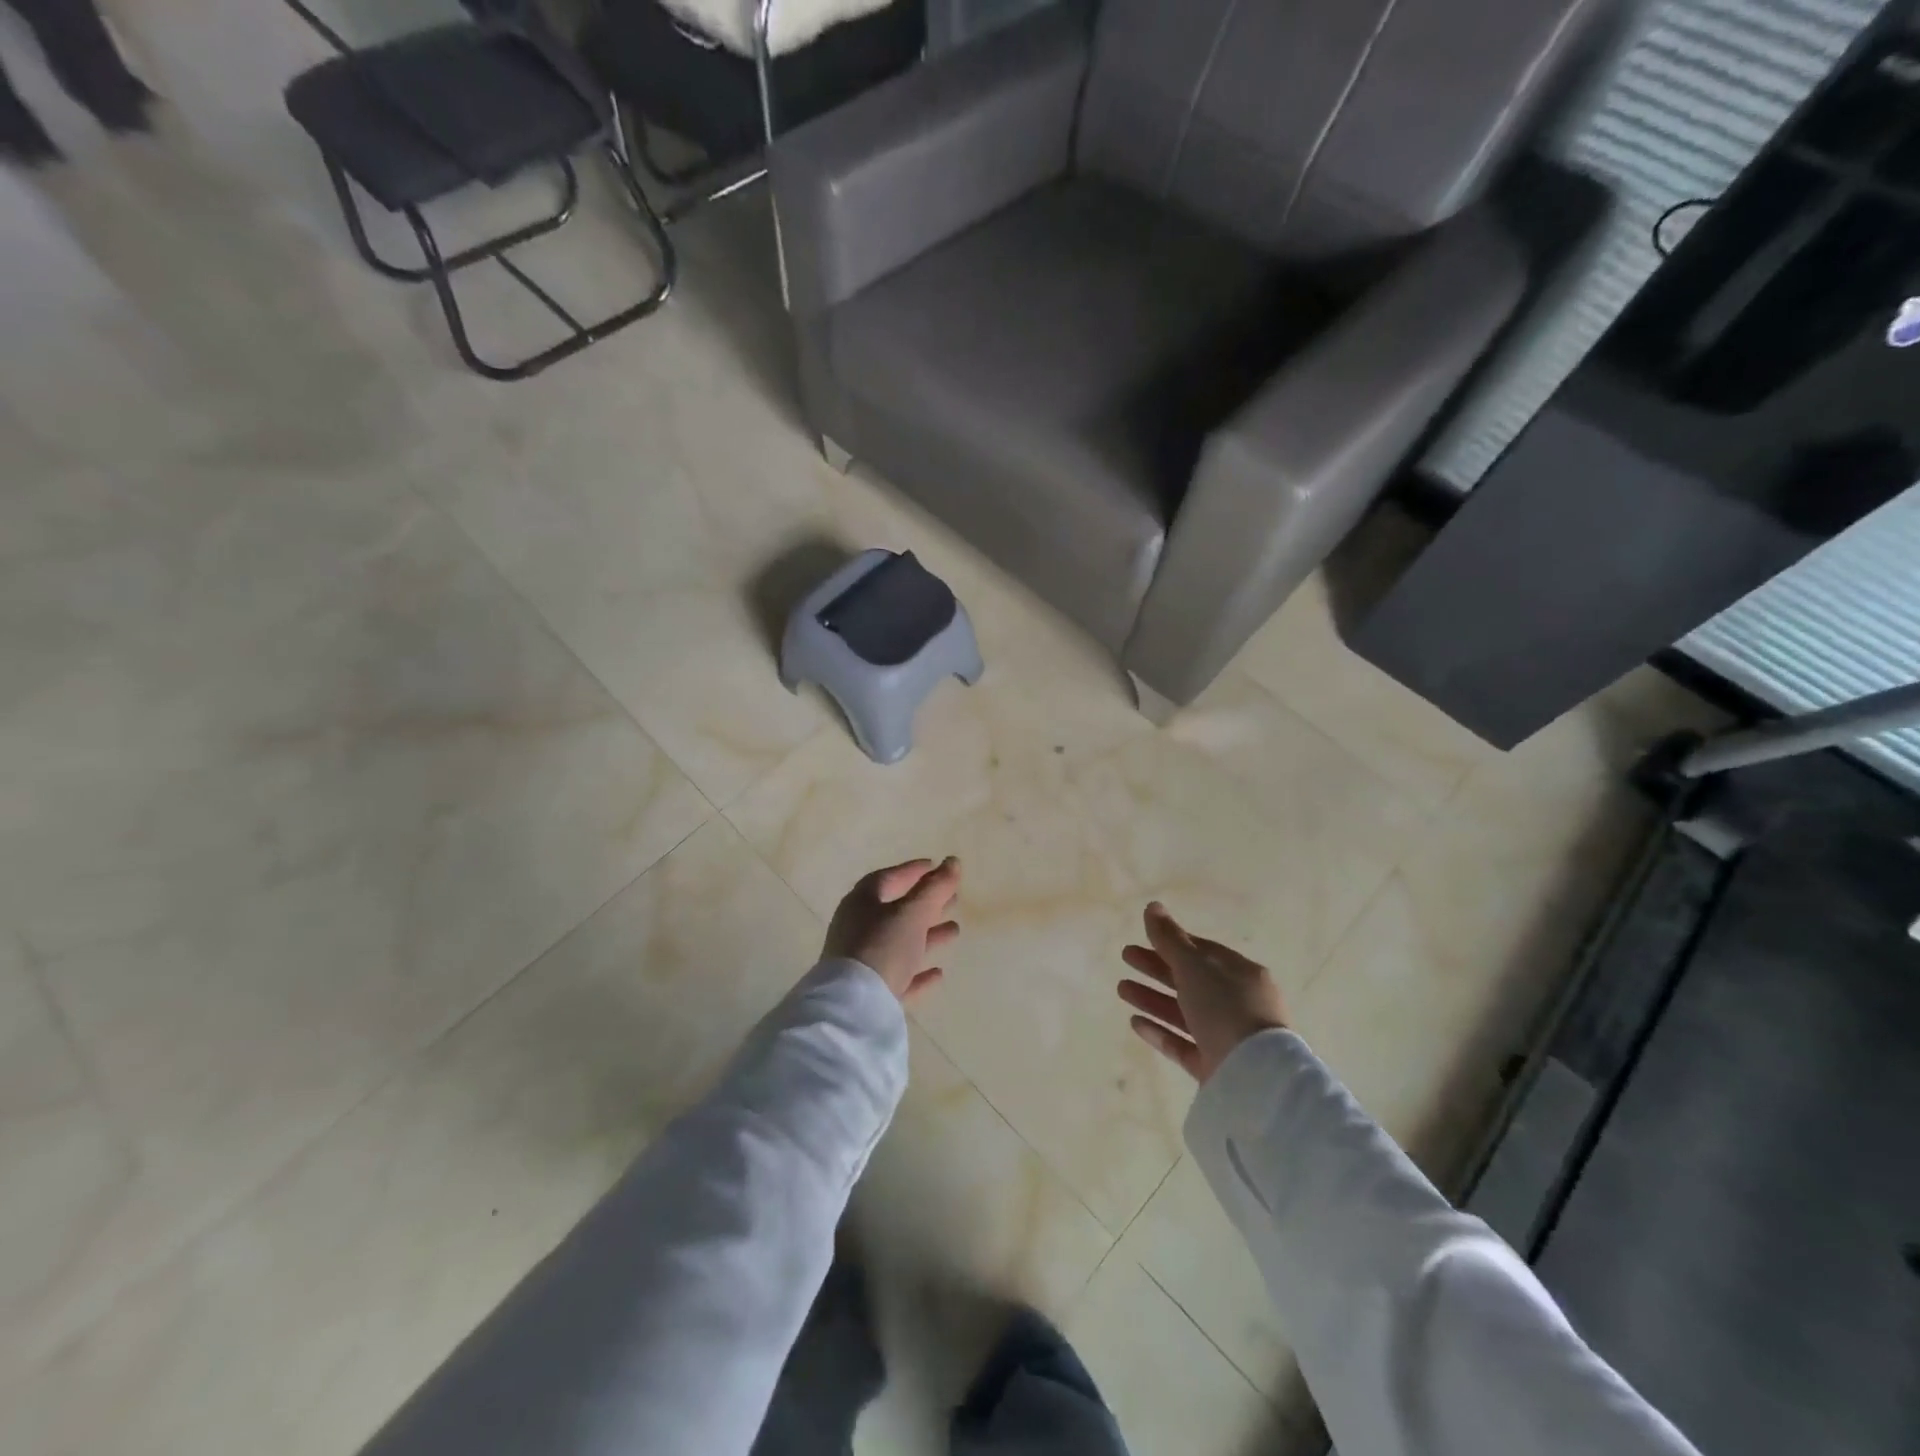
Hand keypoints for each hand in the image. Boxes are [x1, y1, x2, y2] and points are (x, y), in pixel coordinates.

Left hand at [823, 857, 960, 1004]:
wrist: (854, 1007)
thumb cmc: (882, 946)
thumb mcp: (913, 913)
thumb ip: (935, 888)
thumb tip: (953, 861)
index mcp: (862, 903)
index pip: (888, 878)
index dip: (913, 871)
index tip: (937, 867)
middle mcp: (857, 928)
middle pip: (896, 910)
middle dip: (926, 904)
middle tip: (954, 899)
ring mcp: (862, 962)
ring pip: (899, 943)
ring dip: (927, 935)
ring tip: (955, 930)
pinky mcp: (870, 992)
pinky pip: (898, 975)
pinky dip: (918, 971)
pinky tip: (938, 973)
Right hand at [1117, 902, 1287, 1081]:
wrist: (1255, 1076)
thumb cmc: (1226, 1008)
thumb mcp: (1195, 966)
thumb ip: (1170, 938)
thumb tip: (1152, 907)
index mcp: (1241, 974)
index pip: (1203, 952)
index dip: (1173, 943)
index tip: (1144, 938)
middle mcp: (1236, 1004)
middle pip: (1190, 980)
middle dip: (1156, 968)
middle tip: (1126, 957)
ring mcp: (1226, 1037)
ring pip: (1183, 1012)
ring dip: (1152, 998)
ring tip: (1120, 989)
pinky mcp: (1214, 1066)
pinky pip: (1182, 1044)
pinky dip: (1159, 1031)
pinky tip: (1135, 1022)